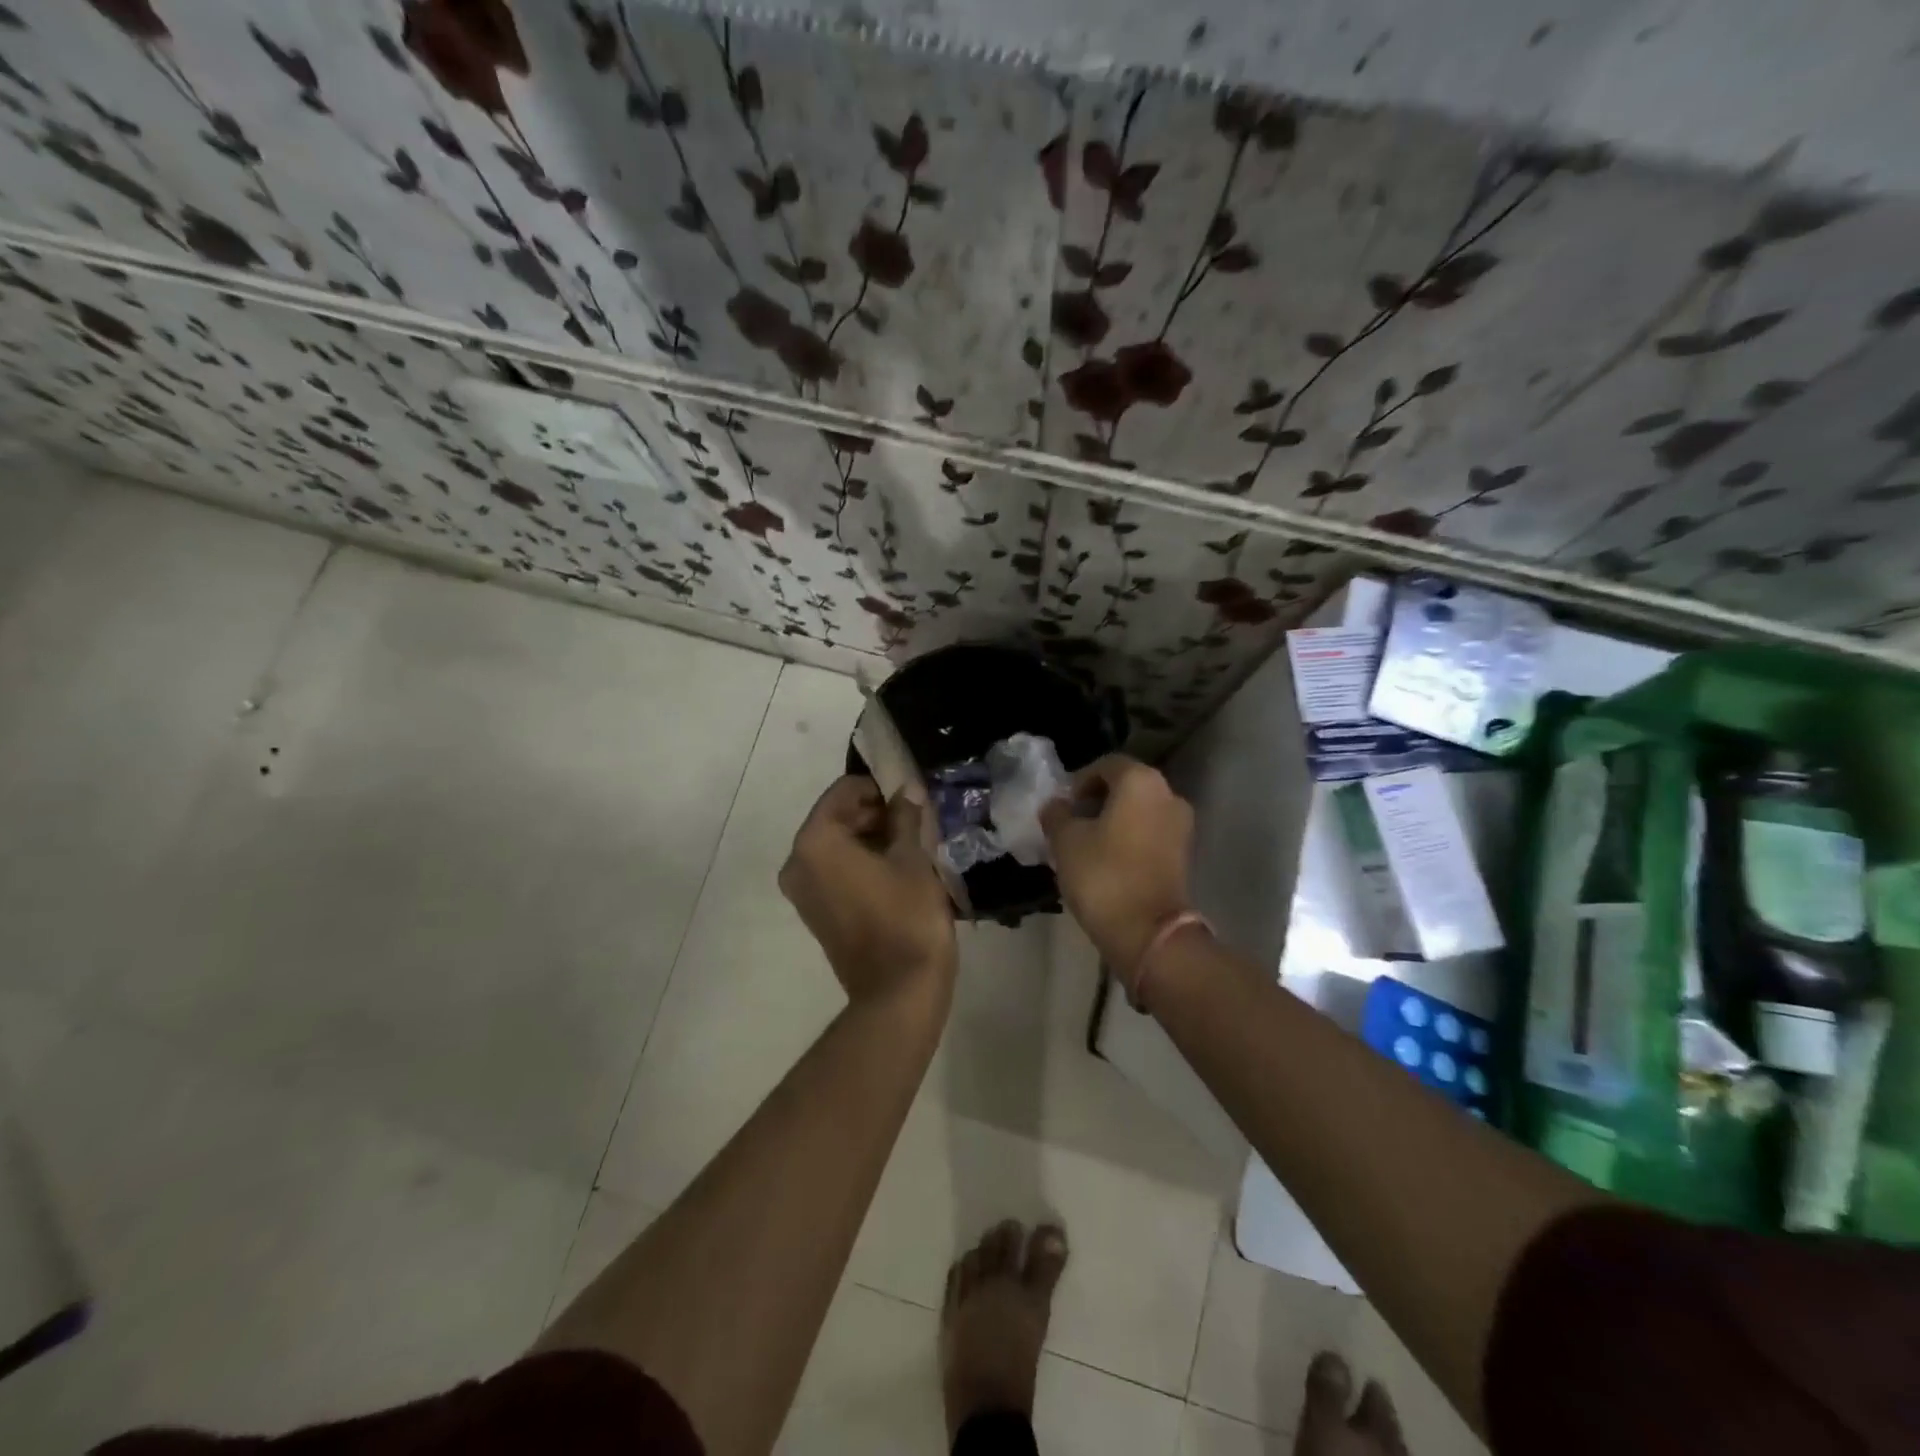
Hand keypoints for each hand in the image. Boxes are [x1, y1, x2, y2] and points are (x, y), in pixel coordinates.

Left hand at [780, 775, 957, 1005]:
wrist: (899, 991)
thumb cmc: (907, 916)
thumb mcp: (913, 858)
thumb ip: (906, 817)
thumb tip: (906, 791)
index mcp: (816, 841)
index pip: (844, 791)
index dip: (879, 788)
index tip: (910, 798)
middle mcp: (798, 862)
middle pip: (837, 817)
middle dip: (875, 813)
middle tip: (916, 821)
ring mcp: (802, 891)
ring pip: (837, 845)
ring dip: (870, 839)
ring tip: (911, 846)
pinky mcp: (815, 913)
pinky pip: (834, 871)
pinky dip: (860, 863)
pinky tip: (896, 871)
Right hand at [1040, 755, 1194, 975]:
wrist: (1148, 932)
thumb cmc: (1103, 875)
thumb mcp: (1065, 841)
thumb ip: (1057, 814)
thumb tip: (1056, 805)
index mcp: (1141, 781)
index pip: (1105, 765)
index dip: (1079, 781)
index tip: (1062, 807)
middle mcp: (1168, 794)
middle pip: (1126, 786)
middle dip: (1097, 801)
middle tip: (1071, 824)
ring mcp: (1181, 825)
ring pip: (1139, 810)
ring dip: (1113, 820)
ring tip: (1086, 845)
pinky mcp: (1184, 854)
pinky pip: (1150, 833)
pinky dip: (1129, 838)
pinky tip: (1108, 860)